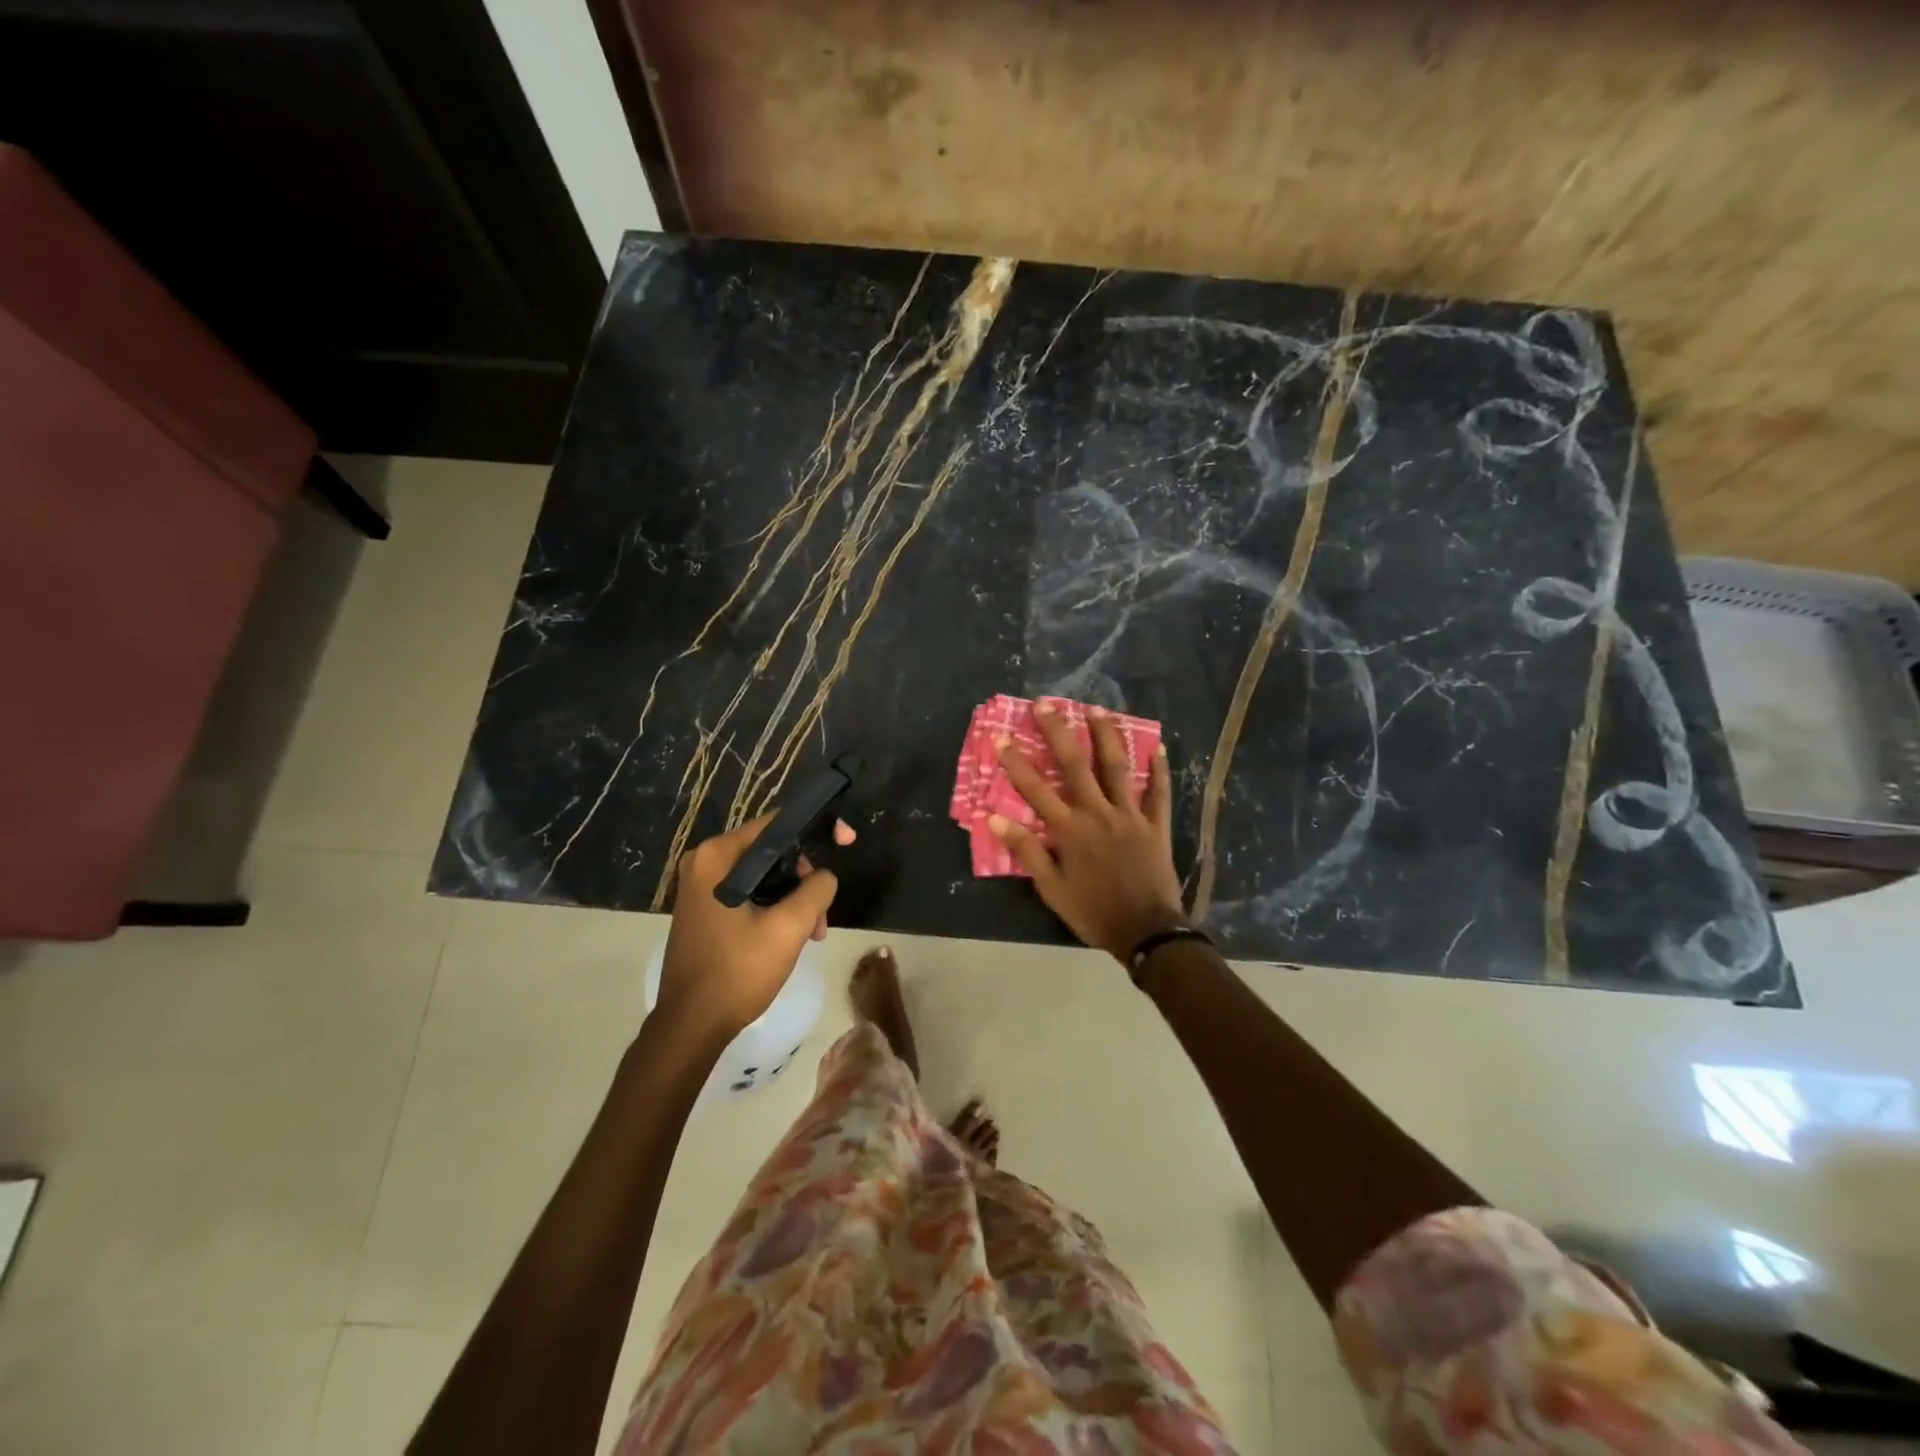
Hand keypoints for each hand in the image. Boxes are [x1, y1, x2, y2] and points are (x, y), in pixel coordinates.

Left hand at [657, 815, 854, 1035]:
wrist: (691, 1026)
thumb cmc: (738, 971)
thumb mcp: (789, 927)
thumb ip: (816, 889)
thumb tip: (824, 877)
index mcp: (717, 856)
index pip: (777, 823)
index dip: (816, 829)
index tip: (847, 841)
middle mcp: (704, 863)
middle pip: (772, 852)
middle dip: (804, 878)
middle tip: (821, 914)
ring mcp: (701, 888)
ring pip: (764, 876)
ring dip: (794, 899)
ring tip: (812, 934)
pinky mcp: (705, 911)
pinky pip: (749, 894)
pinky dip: (774, 909)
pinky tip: (790, 937)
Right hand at [990, 703, 1188, 962]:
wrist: (1146, 931)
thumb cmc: (1093, 912)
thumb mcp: (1051, 889)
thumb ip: (1026, 851)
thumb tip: (995, 818)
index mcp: (1070, 830)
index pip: (1035, 789)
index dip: (1016, 762)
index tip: (1001, 736)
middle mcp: (1098, 813)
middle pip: (1075, 765)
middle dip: (1058, 732)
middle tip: (1046, 704)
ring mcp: (1130, 816)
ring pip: (1117, 768)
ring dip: (1106, 736)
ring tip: (1097, 709)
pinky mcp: (1156, 825)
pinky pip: (1158, 793)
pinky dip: (1159, 770)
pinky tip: (1158, 748)